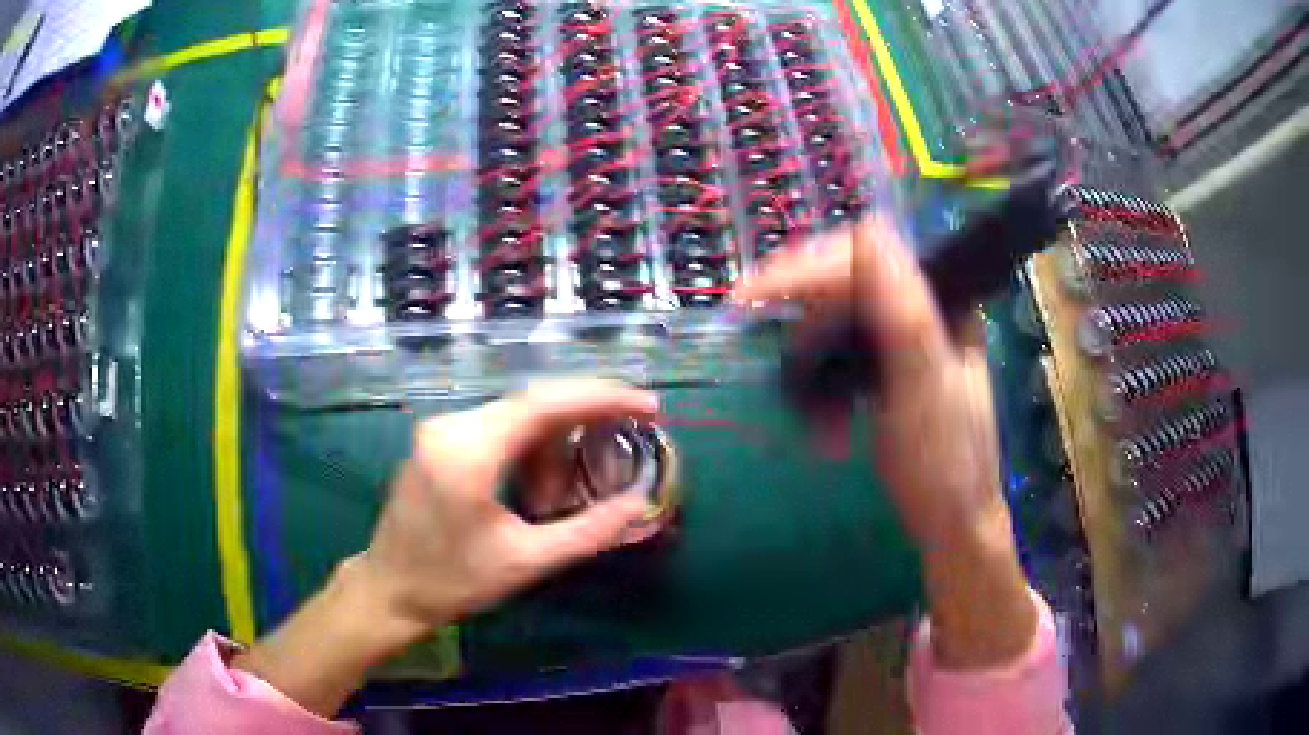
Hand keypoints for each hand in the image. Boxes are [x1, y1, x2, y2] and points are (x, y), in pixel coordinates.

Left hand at [234, 380, 657, 714]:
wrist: (390, 589)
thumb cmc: (453, 581)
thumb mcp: (526, 562)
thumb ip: (587, 530)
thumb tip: (639, 503)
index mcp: (468, 451)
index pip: (545, 404)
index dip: (603, 398)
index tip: (647, 405)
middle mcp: (451, 426)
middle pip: (533, 400)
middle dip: (587, 410)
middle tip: (633, 425)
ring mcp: (440, 430)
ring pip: (516, 413)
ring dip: (556, 436)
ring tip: (573, 480)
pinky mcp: (438, 441)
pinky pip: (497, 425)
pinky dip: (531, 443)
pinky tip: (541, 478)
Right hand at [735, 216, 1036, 668]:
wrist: (952, 525)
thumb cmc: (947, 461)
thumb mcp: (927, 387)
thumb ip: (905, 312)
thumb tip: (868, 233)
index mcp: (941, 300)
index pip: (867, 254)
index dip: (811, 266)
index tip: (756, 295)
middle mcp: (920, 309)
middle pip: (843, 286)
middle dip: (806, 327)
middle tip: (771, 355)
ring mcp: (900, 340)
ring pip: (832, 327)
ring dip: (812, 371)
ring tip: (813, 421)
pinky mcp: (883, 371)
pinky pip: (835, 363)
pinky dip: (821, 394)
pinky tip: (826, 431)